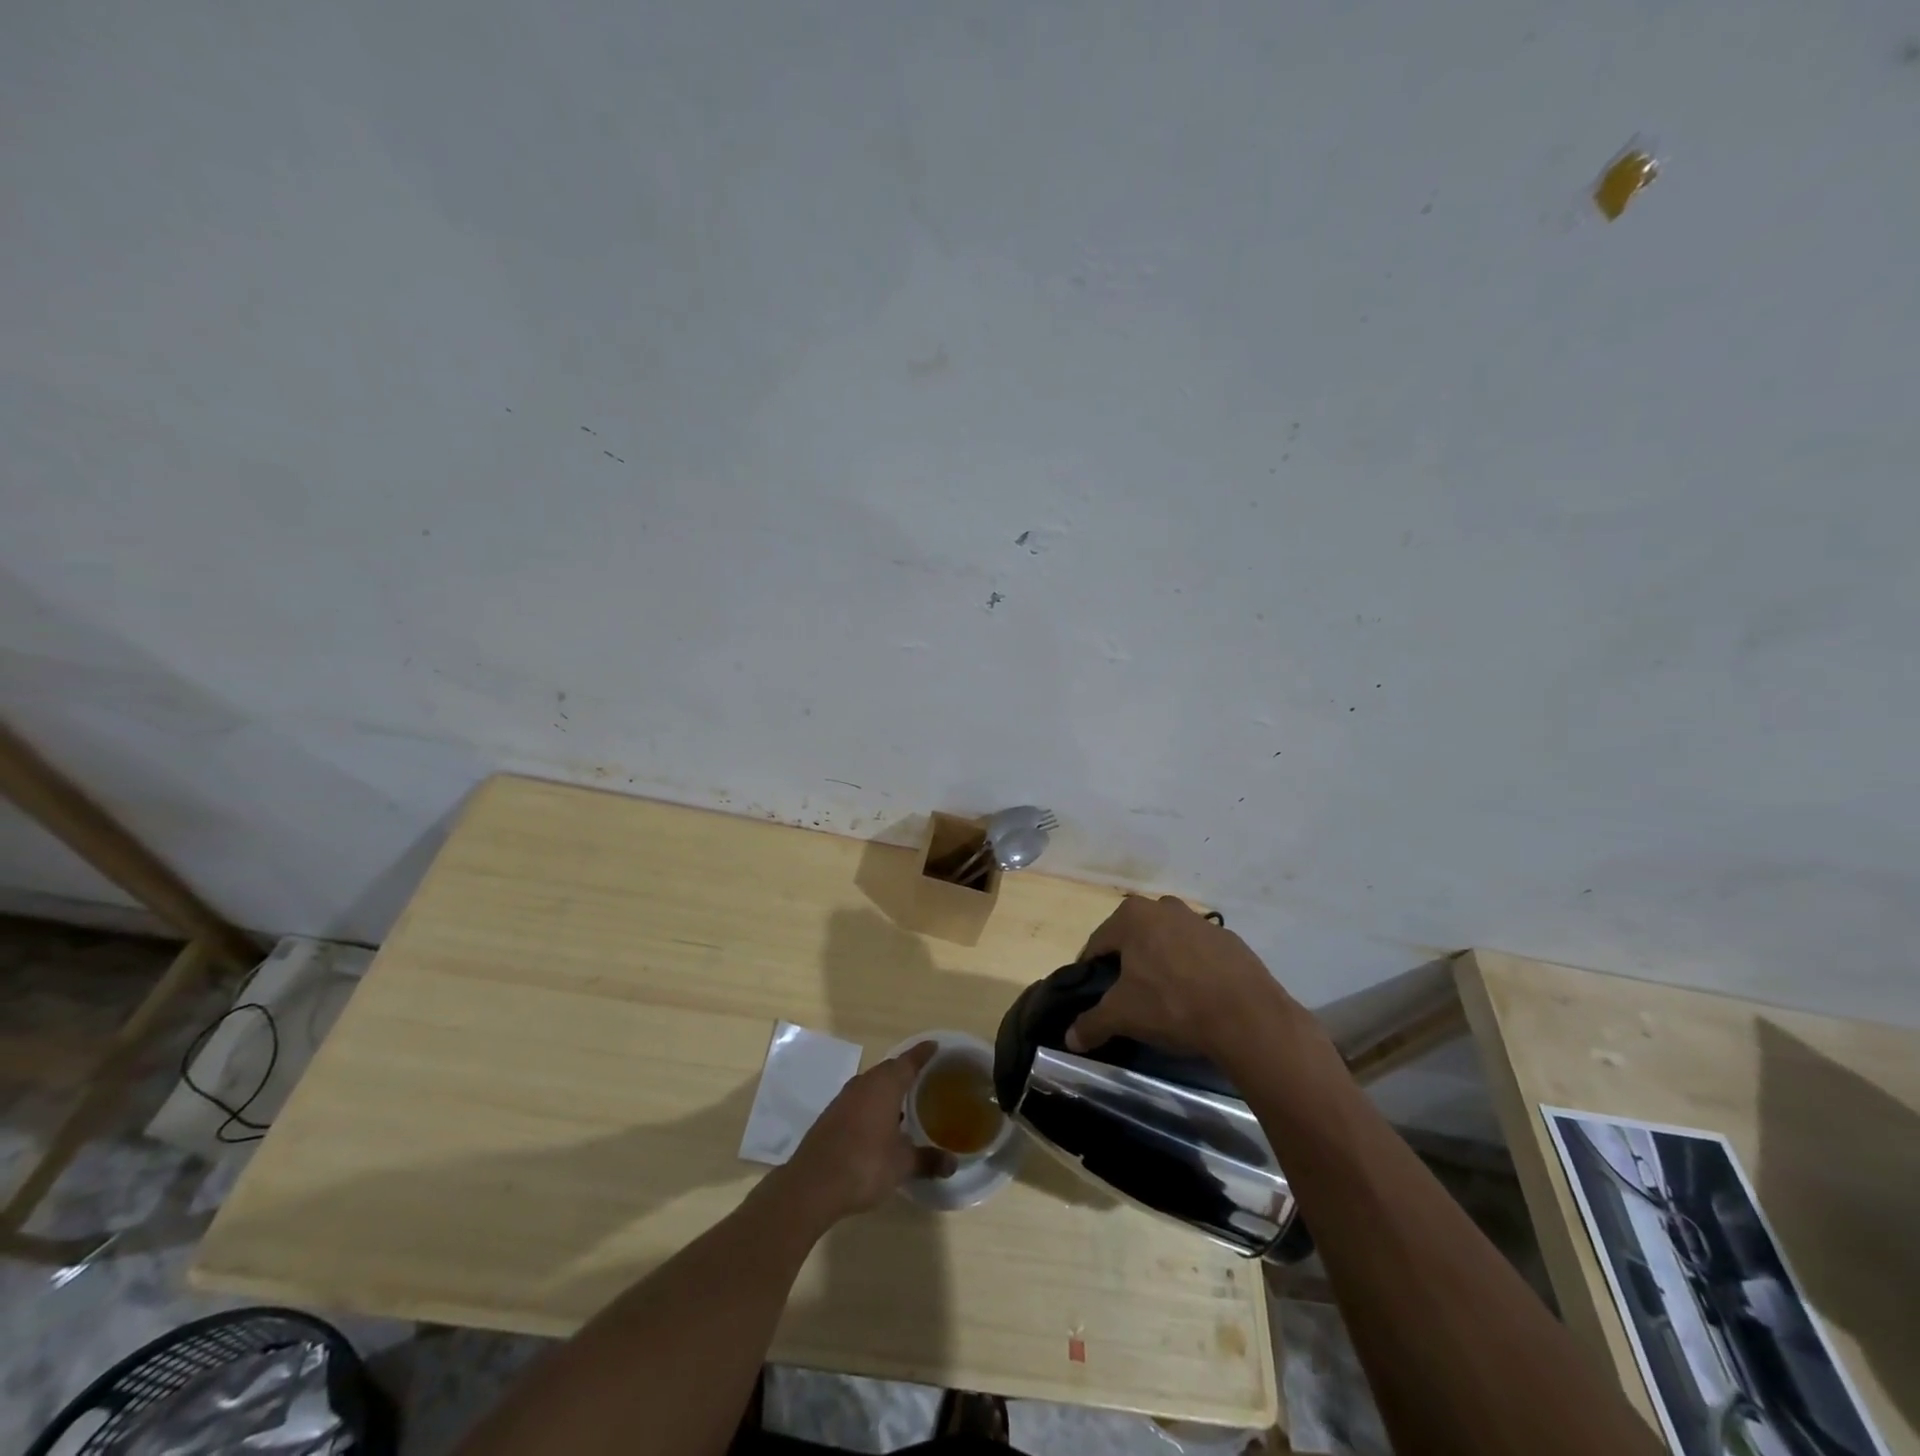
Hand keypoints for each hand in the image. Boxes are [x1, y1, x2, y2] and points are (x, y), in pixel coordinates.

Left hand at [775, 1042, 955, 1226]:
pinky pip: (859, 1101)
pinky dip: (873, 1106)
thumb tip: (953, 1162)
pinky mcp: (831, 1116)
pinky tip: (881, 1125)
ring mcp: (844, 1099)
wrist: (812, 1185)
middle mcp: (863, 1084)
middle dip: (906, 1072)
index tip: (935, 1046)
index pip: (908, 1061)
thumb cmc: (864, 1165)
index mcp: (884, 1085)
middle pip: (889, 1070)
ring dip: (888, 1091)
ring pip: (872, 1086)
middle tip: (925, 1077)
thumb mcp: (902, 1165)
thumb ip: (927, 1160)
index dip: (922, 1053)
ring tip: (906, 1103)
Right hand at [1065, 896, 1305, 1065]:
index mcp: (1133, 916)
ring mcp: (1200, 922)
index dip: (1091, 971)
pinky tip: (1196, 998)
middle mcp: (1164, 908)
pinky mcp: (1230, 941)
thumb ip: (1092, 1023)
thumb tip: (1070, 1038)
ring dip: (1161, 964)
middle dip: (1127, 963)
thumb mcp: (1123, 1016)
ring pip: (1167, 942)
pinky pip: (1198, 953)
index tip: (1093, 994)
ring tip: (1164, 999)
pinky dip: (1192, 970)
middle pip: (1133, 938)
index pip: (1098, 943)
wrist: (1248, 1017)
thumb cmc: (1173, 1005)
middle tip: (1128, 997)